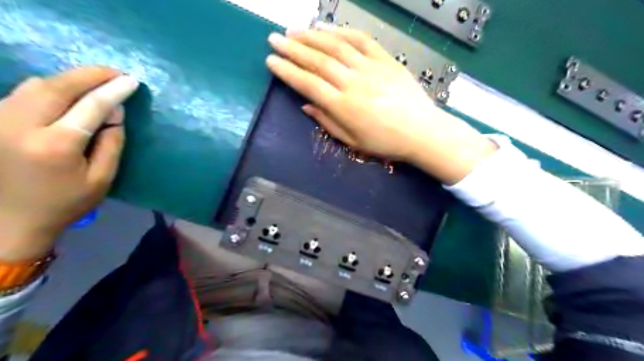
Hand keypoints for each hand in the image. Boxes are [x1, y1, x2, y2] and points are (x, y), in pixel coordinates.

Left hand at [0, 67, 139, 258]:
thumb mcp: (102, 178)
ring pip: (37, 84)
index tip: (132, 80)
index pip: (90, 106)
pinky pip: (24, 92)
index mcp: (55, 145)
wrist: (10, 219)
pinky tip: (69, 92)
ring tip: (97, 81)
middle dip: (90, 75)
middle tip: (116, 73)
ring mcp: (0, 121)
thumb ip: (112, 142)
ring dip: (70, 79)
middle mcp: (20, 126)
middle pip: (58, 86)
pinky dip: (51, 87)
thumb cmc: (66, 202)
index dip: (113, 90)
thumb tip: (116, 111)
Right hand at [263, 25, 493, 184]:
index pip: (308, 84)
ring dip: (312, 36)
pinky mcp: (385, 60)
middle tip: (274, 39)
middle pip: (318, 61)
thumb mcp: (352, 142)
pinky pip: (361, 40)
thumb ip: (327, 122)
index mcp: (343, 107)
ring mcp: (370, 68)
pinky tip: (326, 28)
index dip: (287, 71)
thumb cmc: (385, 142)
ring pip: (336, 46)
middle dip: (292, 48)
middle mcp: (353, 83)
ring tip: (294, 31)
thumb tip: (306, 105)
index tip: (271, 60)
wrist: (421, 132)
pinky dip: (341, 31)